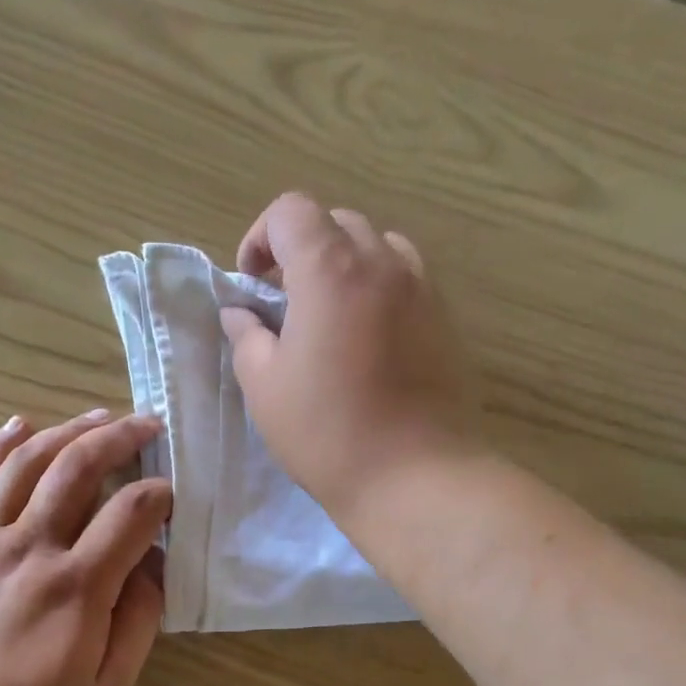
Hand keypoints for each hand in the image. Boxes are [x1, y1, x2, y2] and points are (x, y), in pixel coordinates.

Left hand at [0, 411, 171, 685]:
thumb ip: (138, 622)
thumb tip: (153, 564)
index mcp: (78, 586)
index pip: (130, 513)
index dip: (158, 493)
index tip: (169, 492)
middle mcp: (30, 547)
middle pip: (78, 468)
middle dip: (119, 438)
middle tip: (145, 425)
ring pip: (27, 463)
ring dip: (67, 431)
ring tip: (97, 416)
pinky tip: (20, 424)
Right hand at [218, 192, 476, 519]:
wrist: (413, 475)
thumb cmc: (326, 432)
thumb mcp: (264, 386)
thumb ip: (247, 336)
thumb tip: (241, 312)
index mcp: (330, 269)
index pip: (291, 211)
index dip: (261, 237)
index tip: (251, 282)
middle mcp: (381, 262)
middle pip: (336, 222)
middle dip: (301, 249)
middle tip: (283, 300)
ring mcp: (421, 289)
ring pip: (377, 246)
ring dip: (344, 264)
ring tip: (328, 315)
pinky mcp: (444, 319)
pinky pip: (405, 278)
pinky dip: (377, 287)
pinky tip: (365, 338)